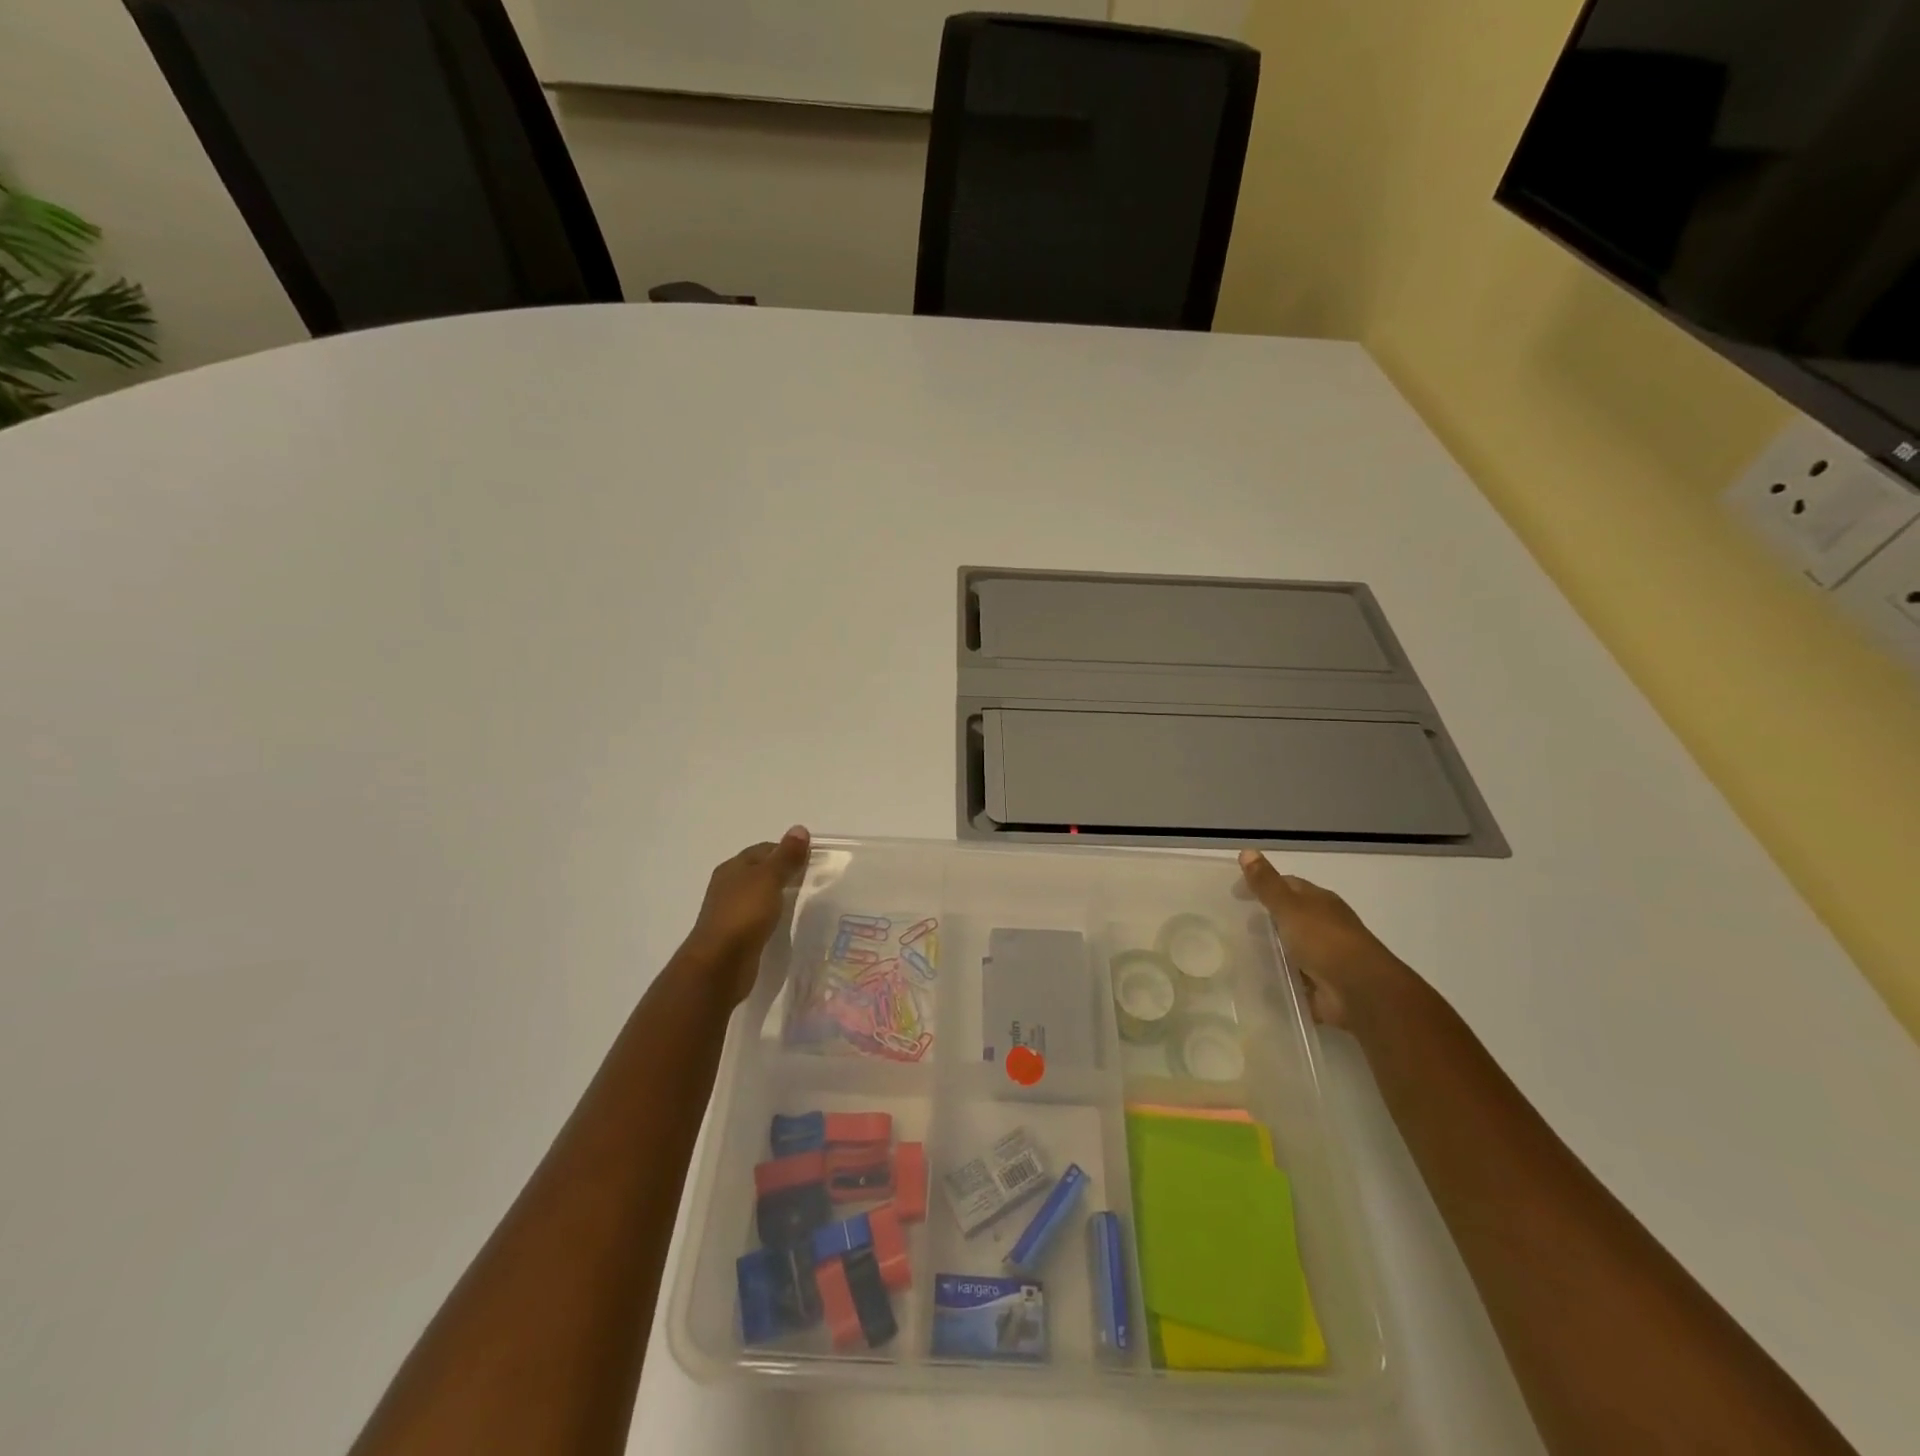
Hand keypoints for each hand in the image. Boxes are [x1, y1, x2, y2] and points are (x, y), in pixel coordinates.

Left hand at [681, 827, 810, 1003]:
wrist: (719, 964)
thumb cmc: (744, 914)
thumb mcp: (769, 879)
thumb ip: (786, 856)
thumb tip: (800, 828)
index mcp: (733, 867)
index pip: (764, 850)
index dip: (788, 850)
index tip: (813, 859)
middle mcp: (729, 886)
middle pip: (761, 871)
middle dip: (785, 872)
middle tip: (814, 879)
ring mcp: (731, 911)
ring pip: (760, 895)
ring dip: (779, 895)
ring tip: (805, 900)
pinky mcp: (736, 935)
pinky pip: (759, 917)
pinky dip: (773, 915)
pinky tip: (787, 922)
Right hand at [1238, 850, 1418, 1031]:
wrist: (1361, 992)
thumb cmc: (1324, 941)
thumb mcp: (1290, 907)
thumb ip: (1267, 884)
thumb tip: (1247, 850)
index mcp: (1320, 901)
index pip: (1287, 885)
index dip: (1261, 884)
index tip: (1234, 894)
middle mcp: (1324, 924)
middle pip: (1290, 915)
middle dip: (1265, 918)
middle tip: (1233, 924)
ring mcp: (1325, 955)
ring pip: (1291, 946)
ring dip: (1271, 948)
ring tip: (1239, 952)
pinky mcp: (1321, 984)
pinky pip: (1294, 975)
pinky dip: (1279, 976)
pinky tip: (1258, 980)